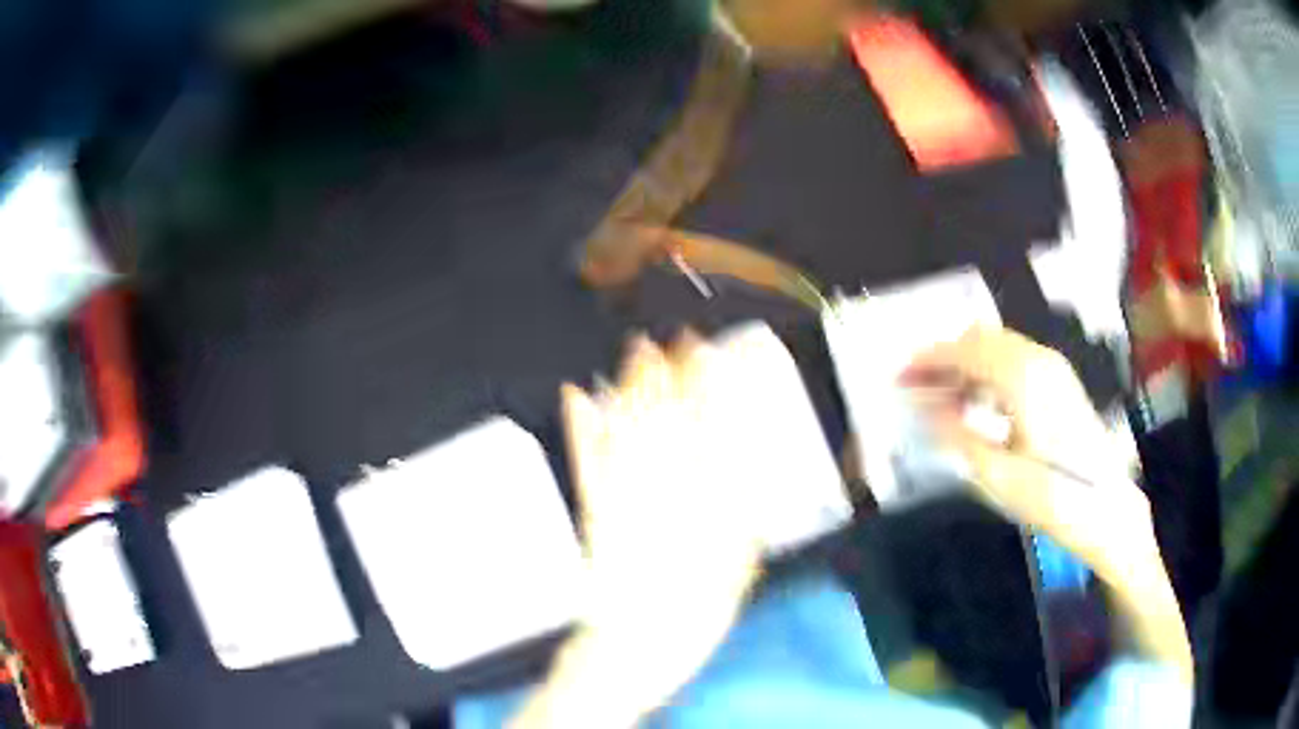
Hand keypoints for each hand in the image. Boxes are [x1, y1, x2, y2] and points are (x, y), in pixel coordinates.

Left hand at [564, 333, 764, 645]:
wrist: (641, 640)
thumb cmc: (700, 606)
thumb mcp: (741, 558)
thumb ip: (742, 505)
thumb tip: (741, 454)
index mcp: (702, 493)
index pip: (707, 423)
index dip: (707, 382)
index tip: (708, 352)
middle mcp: (661, 483)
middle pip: (664, 414)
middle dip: (668, 372)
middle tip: (668, 339)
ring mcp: (620, 491)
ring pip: (626, 426)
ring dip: (630, 385)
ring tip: (634, 352)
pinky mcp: (591, 507)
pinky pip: (585, 459)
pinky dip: (581, 428)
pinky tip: (577, 398)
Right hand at [901, 327, 1154, 573]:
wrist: (1106, 508)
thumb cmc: (1051, 495)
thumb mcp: (997, 474)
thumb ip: (958, 433)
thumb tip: (926, 406)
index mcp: (1021, 378)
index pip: (964, 351)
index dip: (928, 360)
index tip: (900, 375)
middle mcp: (1038, 360)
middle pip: (981, 338)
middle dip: (945, 356)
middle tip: (915, 384)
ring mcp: (1053, 368)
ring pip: (998, 346)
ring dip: (966, 363)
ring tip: (941, 396)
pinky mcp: (1060, 382)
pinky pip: (1015, 360)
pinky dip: (988, 371)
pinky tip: (976, 401)